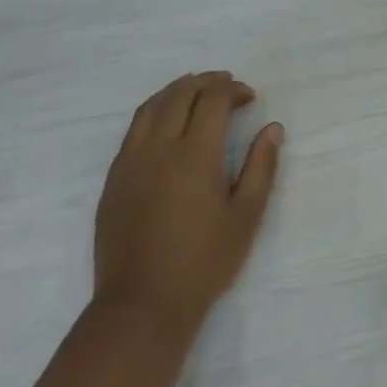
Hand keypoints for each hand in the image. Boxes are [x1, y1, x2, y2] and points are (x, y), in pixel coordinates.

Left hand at [92, 71, 283, 343]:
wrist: (142, 304)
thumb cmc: (203, 261)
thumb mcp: (246, 216)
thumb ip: (261, 167)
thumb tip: (272, 129)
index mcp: (195, 155)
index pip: (213, 100)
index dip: (233, 90)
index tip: (250, 98)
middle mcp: (159, 148)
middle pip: (181, 94)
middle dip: (207, 82)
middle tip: (227, 86)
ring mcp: (130, 162)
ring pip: (151, 106)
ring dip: (177, 90)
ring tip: (196, 91)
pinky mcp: (114, 178)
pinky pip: (133, 129)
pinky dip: (154, 111)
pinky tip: (166, 123)